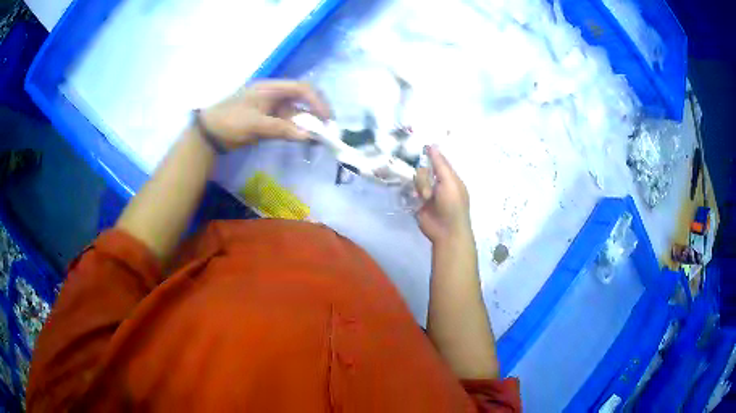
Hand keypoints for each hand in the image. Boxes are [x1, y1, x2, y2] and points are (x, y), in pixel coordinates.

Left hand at [200, 81, 330, 149]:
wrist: (208, 133)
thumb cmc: (230, 122)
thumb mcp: (255, 125)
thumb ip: (282, 129)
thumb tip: (308, 136)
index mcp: (270, 88)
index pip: (301, 89)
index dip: (317, 102)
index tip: (327, 119)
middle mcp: (273, 94)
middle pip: (301, 99)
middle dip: (315, 112)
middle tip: (326, 129)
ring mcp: (270, 107)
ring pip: (295, 112)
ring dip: (306, 123)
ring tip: (317, 137)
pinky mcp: (267, 118)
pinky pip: (286, 122)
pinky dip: (295, 129)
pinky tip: (302, 139)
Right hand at [414, 146, 471, 243]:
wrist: (446, 230)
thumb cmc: (453, 205)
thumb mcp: (449, 182)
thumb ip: (440, 164)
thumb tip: (433, 146)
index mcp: (450, 177)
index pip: (439, 161)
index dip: (431, 155)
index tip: (422, 146)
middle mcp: (438, 183)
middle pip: (424, 170)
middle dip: (424, 178)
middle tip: (428, 191)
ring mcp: (427, 193)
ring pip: (417, 180)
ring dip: (420, 188)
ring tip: (425, 199)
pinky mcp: (418, 202)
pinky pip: (411, 191)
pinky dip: (413, 194)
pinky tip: (417, 200)